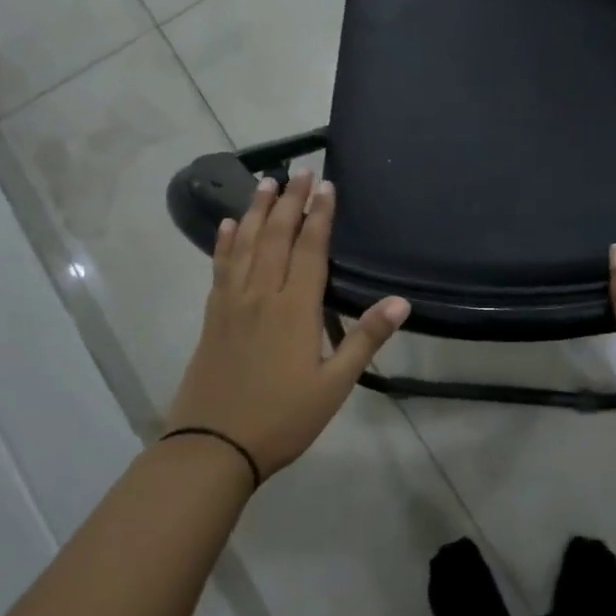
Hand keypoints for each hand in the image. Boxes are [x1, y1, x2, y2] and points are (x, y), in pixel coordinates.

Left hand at [167, 170, 409, 479]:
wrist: (213, 446)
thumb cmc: (283, 418)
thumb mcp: (334, 385)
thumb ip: (365, 339)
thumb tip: (401, 302)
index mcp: (295, 309)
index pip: (310, 250)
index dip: (319, 216)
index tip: (325, 185)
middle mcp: (262, 295)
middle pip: (277, 237)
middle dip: (291, 201)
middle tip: (299, 169)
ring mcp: (233, 304)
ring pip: (247, 245)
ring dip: (258, 211)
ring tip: (265, 182)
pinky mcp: (213, 317)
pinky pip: (221, 268)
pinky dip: (226, 243)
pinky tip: (229, 226)